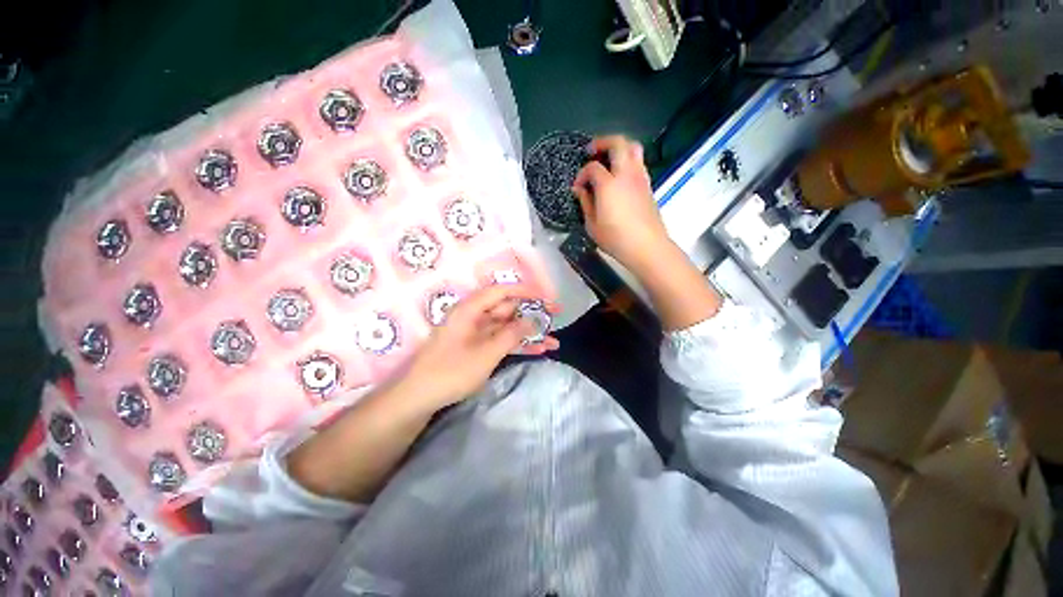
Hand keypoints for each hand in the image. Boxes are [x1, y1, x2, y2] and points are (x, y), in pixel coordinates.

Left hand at [398, 284, 559, 410]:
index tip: (548, 297)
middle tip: (557, 316)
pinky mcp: (479, 347)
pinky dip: (520, 345)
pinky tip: (540, 350)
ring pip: (509, 326)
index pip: (502, 291)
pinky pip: (503, 340)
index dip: (527, 291)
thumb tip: (533, 320)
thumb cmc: (450, 372)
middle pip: (508, 308)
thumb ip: (511, 334)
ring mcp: (478, 332)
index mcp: (471, 309)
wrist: (420, 397)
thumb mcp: (486, 353)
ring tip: (555, 340)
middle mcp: (475, 316)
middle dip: (533, 313)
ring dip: (530, 333)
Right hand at [572, 135, 671, 275]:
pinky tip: (619, 175)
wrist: (647, 246)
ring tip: (607, 159)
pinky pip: (638, 162)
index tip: (577, 188)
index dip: (582, 174)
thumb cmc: (615, 238)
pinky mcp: (648, 185)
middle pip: (618, 143)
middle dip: (602, 142)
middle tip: (591, 151)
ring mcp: (640, 178)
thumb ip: (585, 203)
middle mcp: (626, 174)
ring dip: (619, 148)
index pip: (592, 167)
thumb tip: (580, 190)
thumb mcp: (592, 225)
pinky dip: (628, 160)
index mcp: (609, 184)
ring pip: (633, 148)